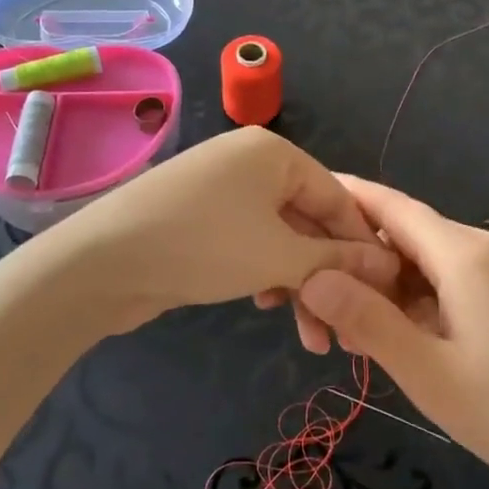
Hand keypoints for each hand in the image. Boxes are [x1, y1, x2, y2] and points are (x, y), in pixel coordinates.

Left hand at [38, 128, 399, 336]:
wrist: (101, 262)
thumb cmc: (202, 246)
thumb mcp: (278, 255)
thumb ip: (336, 260)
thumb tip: (387, 264)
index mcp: (274, 152)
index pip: (338, 197)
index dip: (363, 246)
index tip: (386, 292)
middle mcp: (250, 161)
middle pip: (308, 219)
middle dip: (327, 275)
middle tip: (344, 329)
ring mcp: (221, 189)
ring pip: (279, 236)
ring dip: (298, 283)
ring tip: (311, 335)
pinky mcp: (199, 217)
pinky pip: (249, 241)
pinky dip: (265, 272)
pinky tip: (266, 304)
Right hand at [296, 176, 488, 488]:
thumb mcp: (429, 374)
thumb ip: (368, 320)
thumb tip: (312, 275)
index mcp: (463, 252)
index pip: (390, 205)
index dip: (343, 198)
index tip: (298, 202)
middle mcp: (481, 246)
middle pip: (402, 235)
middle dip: (354, 262)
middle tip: (310, 306)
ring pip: (422, 262)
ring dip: (382, 288)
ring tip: (346, 335)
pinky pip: (446, 281)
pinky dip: (412, 301)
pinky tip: (393, 338)